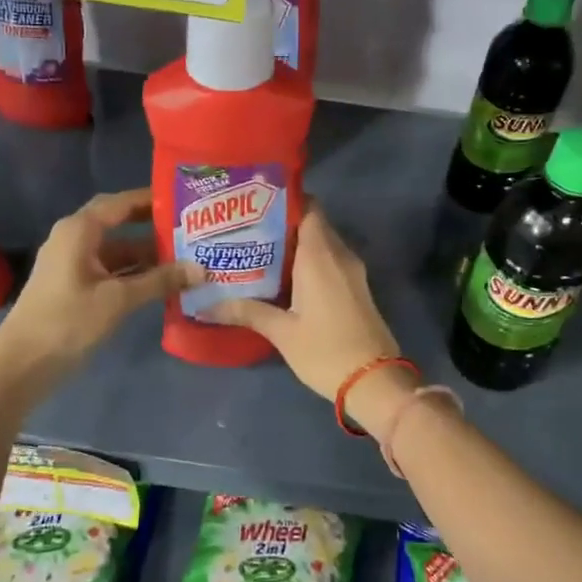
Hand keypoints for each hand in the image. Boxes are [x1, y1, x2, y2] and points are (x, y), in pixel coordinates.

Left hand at [0, 189, 195, 380]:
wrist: (22, 364)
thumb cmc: (68, 321)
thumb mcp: (118, 300)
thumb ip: (160, 281)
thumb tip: (200, 269)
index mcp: (80, 230)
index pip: (121, 203)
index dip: (152, 199)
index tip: (185, 199)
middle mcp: (75, 238)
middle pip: (120, 223)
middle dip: (153, 226)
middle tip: (190, 227)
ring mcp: (73, 263)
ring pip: (117, 250)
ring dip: (147, 255)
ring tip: (186, 256)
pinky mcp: (75, 286)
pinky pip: (111, 269)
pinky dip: (135, 273)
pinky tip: (162, 283)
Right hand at [208, 207, 412, 427]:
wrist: (375, 381)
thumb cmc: (326, 351)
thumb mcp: (282, 332)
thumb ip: (246, 312)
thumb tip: (205, 306)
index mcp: (321, 255)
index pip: (308, 207)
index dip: (284, 201)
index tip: (254, 205)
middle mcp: (340, 255)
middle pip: (312, 223)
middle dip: (282, 223)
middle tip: (246, 230)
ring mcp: (352, 271)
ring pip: (322, 243)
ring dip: (294, 245)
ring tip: (257, 252)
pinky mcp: (356, 288)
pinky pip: (330, 261)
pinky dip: (308, 261)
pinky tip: (283, 277)